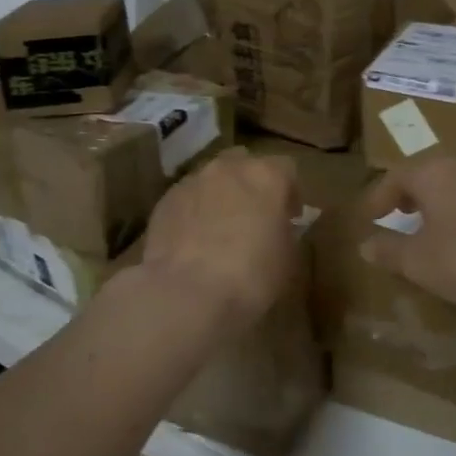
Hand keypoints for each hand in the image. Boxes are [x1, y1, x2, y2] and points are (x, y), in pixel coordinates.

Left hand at [140, 148, 300, 336]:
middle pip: (244, 163)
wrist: (188, 293)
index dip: (290, 192)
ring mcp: (192, 181)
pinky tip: (193, 240)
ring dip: (220, 195)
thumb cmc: (252, 276)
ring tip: (219, 229)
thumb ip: (285, 232)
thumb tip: (277, 228)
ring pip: (211, 178)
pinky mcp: (164, 200)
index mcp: (267, 176)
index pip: (287, 168)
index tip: (290, 217)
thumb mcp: (289, 258)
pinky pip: (186, 198)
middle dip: (251, 184)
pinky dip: (193, 211)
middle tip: (254, 216)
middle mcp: (228, 168)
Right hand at [360, 157, 455, 312]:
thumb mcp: (418, 261)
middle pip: (426, 176)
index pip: (395, 177)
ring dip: (435, 205)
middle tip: (395, 215)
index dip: (378, 197)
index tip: (368, 216)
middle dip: (408, 196)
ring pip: (452, 187)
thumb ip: (389, 251)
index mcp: (431, 174)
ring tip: (426, 229)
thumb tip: (365, 245)